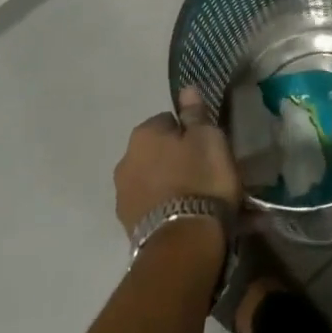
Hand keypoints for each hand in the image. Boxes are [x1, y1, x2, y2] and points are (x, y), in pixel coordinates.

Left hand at [113, 85, 241, 239]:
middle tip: (202, 172)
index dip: (189, 132)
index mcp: (144, 134)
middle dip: (174, 158)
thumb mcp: (208, 139)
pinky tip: (183, 216)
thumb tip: (186, 88)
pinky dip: (163, 207)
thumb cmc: (200, 180)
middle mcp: (125, 159)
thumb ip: (195, 113)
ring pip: (151, 178)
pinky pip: (150, 205)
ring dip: (167, 183)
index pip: (168, 120)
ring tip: (194, 198)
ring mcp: (122, 195)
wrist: (182, 244)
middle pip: (156, 151)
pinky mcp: (127, 226)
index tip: (206, 147)